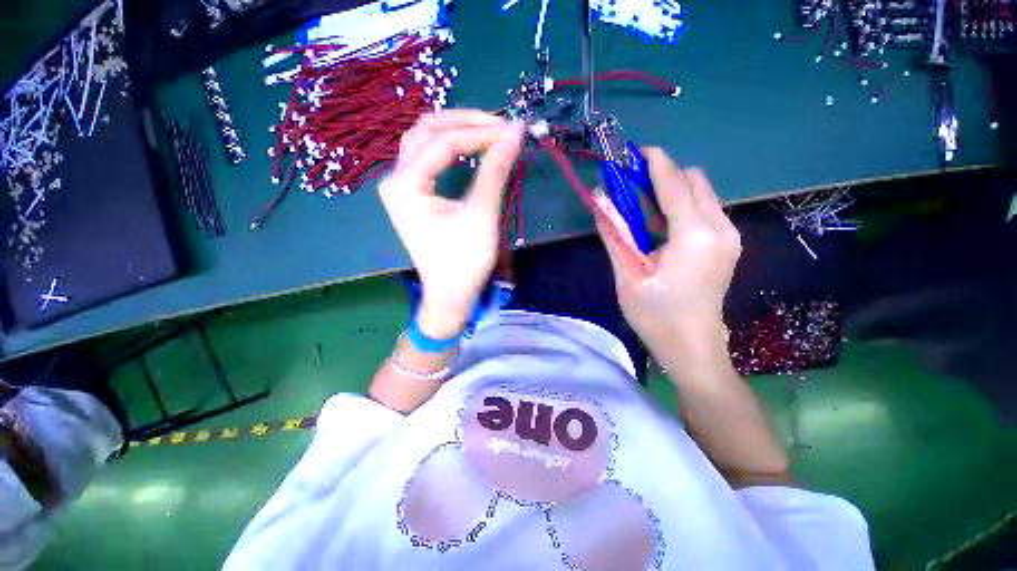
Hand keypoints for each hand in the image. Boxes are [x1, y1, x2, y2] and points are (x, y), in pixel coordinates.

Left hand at [380, 110, 523, 337]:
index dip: (480, 132)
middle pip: (427, 130)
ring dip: (456, 130)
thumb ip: (495, 171)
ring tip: (488, 131)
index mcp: (405, 185)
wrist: (449, 294)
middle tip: (501, 126)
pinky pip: (427, 157)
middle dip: (466, 123)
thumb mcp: (482, 216)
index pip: (443, 142)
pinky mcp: (412, 195)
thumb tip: (514, 133)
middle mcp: (395, 179)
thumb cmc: (464, 262)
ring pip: (424, 140)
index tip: (513, 130)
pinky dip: (450, 146)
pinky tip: (470, 147)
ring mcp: (401, 186)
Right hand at [595, 148, 740, 357]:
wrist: (692, 347)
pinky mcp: (727, 244)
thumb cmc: (655, 315)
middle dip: (663, 176)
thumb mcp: (627, 274)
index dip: (654, 162)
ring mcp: (729, 236)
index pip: (675, 182)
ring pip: (701, 193)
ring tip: (641, 210)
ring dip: (671, 192)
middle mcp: (720, 227)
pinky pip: (704, 210)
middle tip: (631, 189)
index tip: (632, 152)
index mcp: (695, 235)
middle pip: (694, 180)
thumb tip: (598, 200)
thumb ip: (614, 233)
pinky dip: (681, 207)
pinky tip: (659, 227)